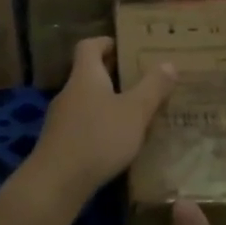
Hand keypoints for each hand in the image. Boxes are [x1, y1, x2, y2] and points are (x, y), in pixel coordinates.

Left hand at [25, 36, 176, 205]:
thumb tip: (168, 63)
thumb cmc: (98, 138)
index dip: (107, 42)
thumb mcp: (135, 111)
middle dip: (115, 74)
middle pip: (90, 73)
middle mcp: (70, 92)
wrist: (57, 182)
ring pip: (88, 100)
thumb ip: (153, 87)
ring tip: (137, 111)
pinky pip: (84, 123)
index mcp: (85, 76)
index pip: (89, 45)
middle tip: (143, 79)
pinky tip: (119, 141)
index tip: (128, 47)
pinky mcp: (61, 142)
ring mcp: (62, 118)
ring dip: (109, 102)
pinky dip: (101, 124)